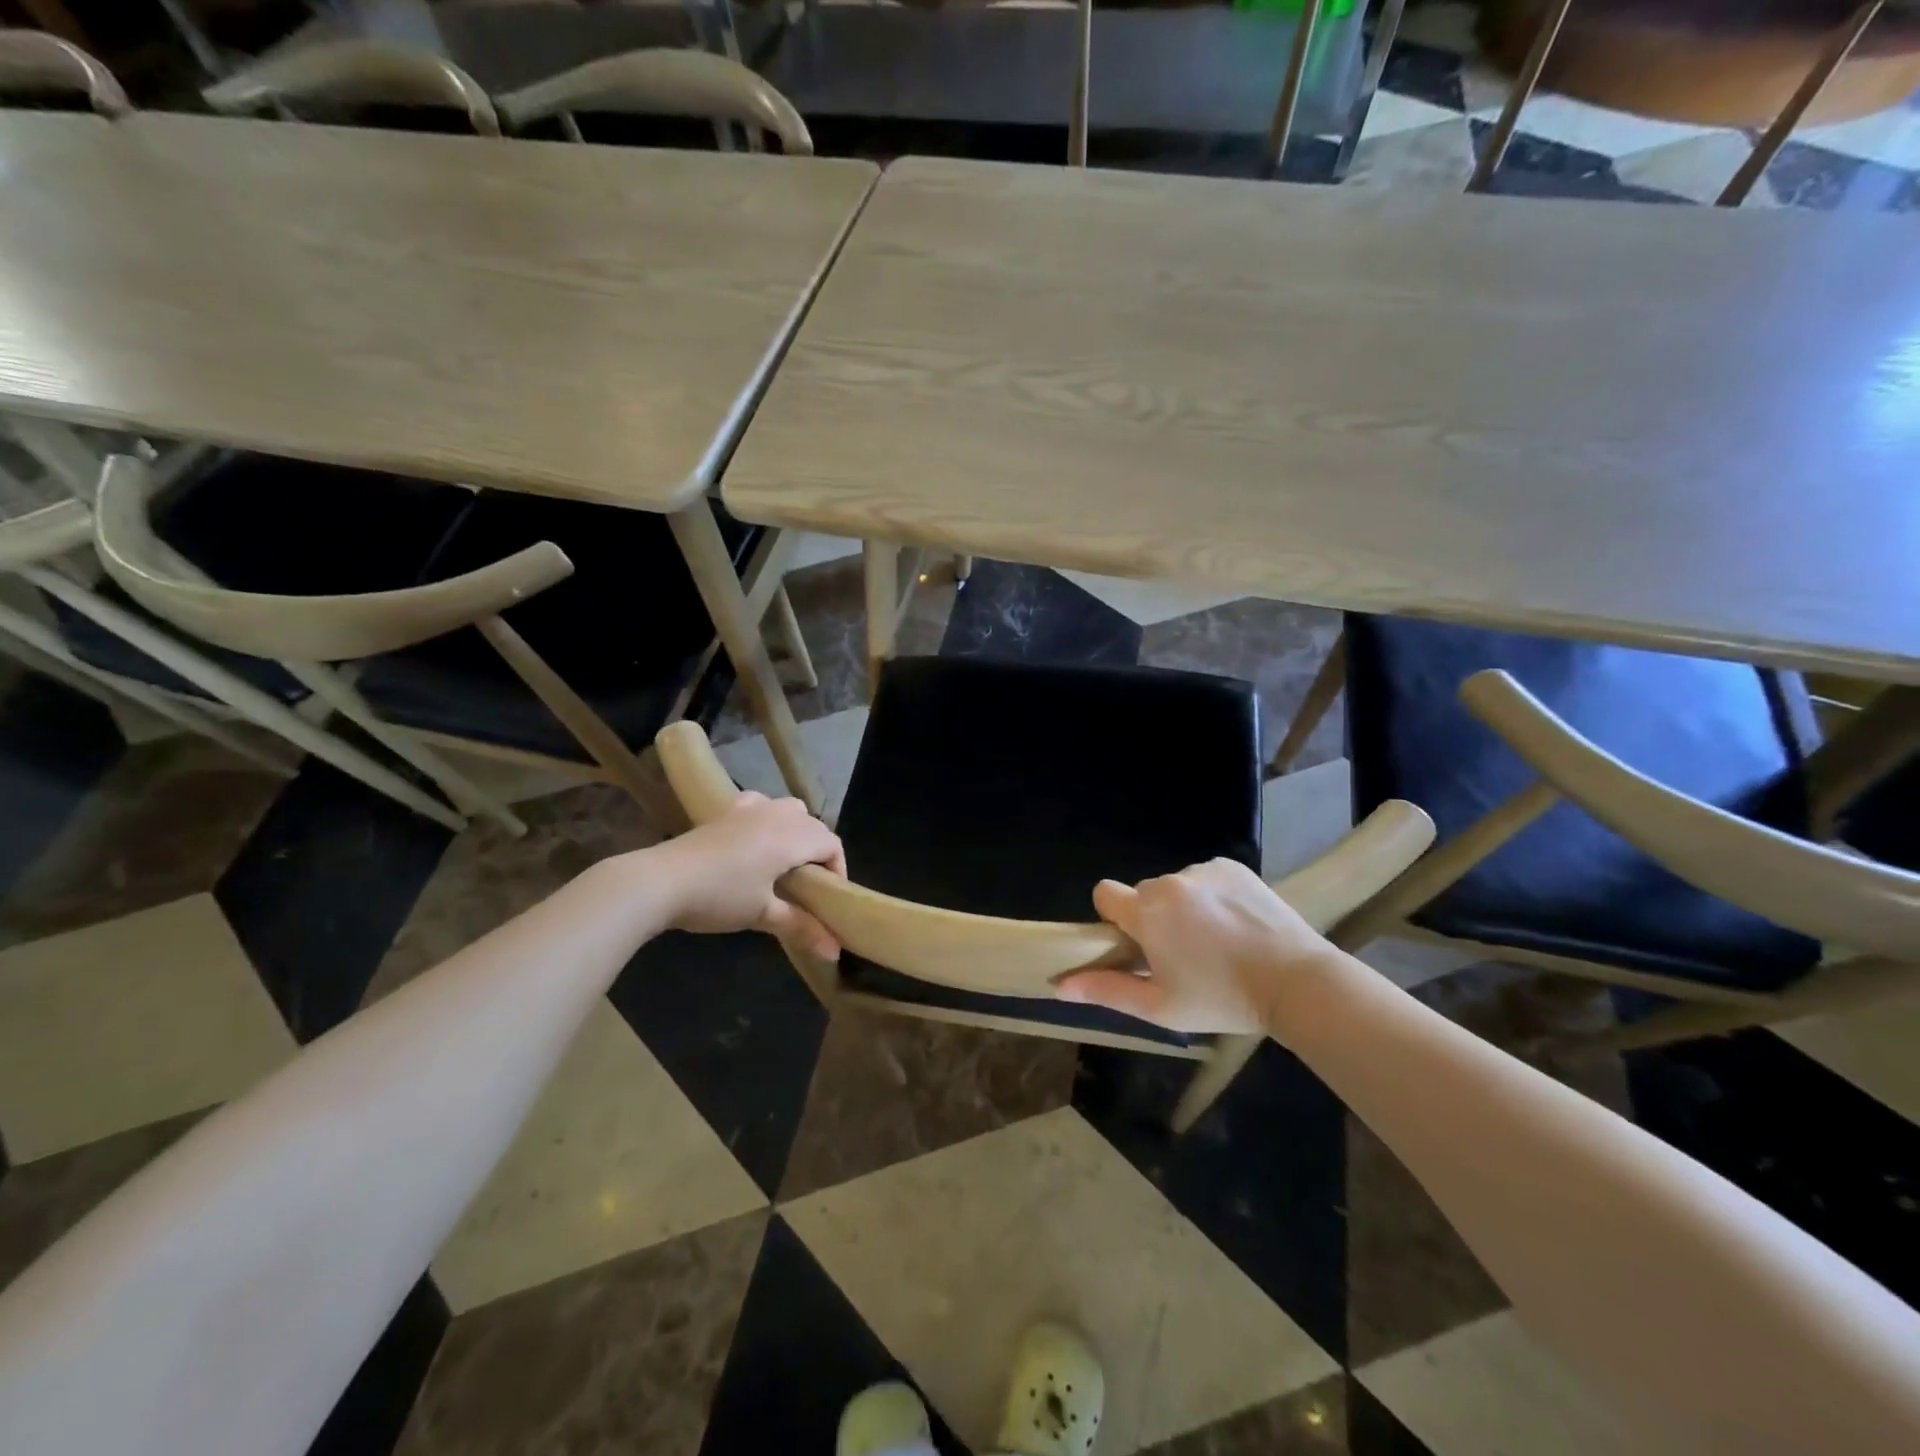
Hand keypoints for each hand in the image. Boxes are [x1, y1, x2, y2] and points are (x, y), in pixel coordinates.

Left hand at [652, 793, 846, 959]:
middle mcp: (777, 815)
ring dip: (796, 831)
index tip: (828, 898)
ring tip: (785, 861)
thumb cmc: (719, 897)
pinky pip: (761, 805)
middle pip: (814, 825)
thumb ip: (802, 927)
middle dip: (819, 852)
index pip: (831, 844)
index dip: (838, 869)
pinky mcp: (726, 811)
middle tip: (808, 886)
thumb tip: (836, 952)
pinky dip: (768, 818)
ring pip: (789, 809)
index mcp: (792, 837)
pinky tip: (754, 839)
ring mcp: (750, 808)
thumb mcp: (763, 914)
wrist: (661, 881)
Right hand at [1056, 859, 1342, 1034]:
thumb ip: (1107, 991)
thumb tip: (1059, 985)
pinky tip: (1237, 924)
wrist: (1297, 981)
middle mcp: (1170, 881)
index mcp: (1147, 912)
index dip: (1114, 918)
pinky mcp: (1234, 867)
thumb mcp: (1160, 1007)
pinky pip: (1206, 878)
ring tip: (1218, 941)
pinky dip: (1212, 897)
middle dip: (1153, 918)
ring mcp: (1204, 870)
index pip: (1105, 894)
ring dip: (1184, 908)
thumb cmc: (1222, 999)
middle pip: (1143, 894)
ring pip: (1176, 887)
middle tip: (1183, 954)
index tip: (1137, 944)